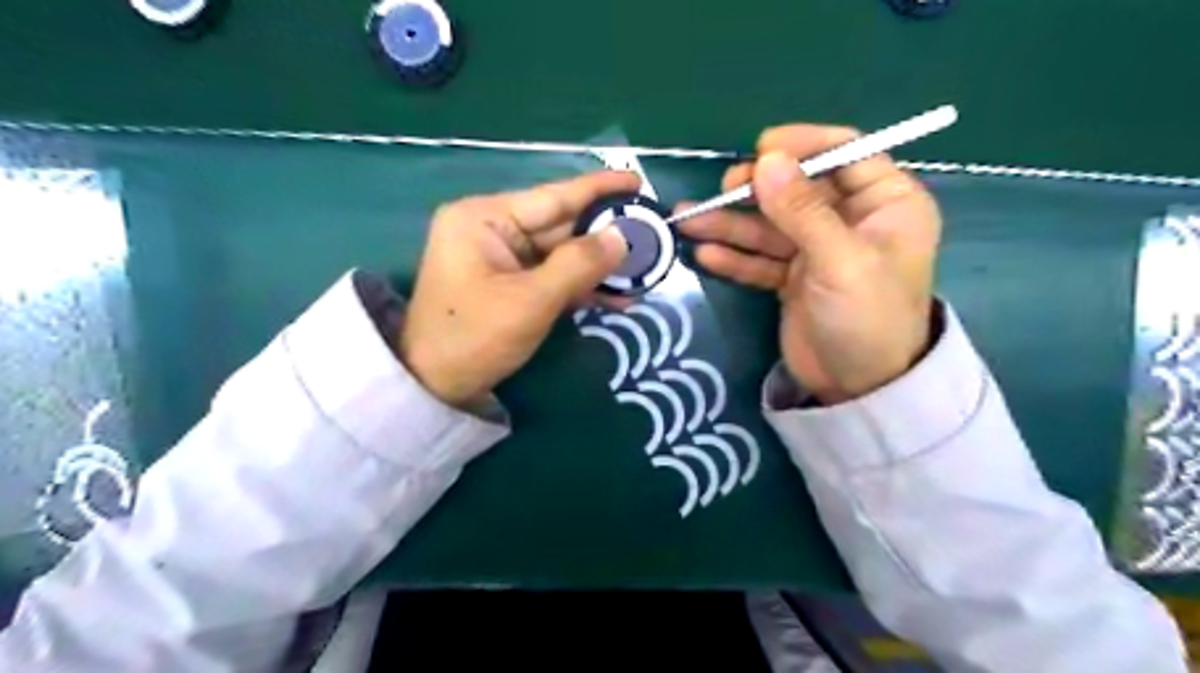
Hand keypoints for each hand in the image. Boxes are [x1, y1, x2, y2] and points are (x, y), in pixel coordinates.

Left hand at [399, 170, 637, 406]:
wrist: (434, 386)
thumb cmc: (474, 337)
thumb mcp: (530, 301)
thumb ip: (579, 265)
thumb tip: (622, 237)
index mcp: (485, 218)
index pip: (553, 196)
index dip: (598, 189)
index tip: (637, 181)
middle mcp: (492, 229)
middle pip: (560, 226)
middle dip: (605, 237)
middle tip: (652, 237)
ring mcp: (501, 258)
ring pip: (561, 254)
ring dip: (598, 267)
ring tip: (643, 272)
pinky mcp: (509, 283)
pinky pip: (552, 276)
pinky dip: (581, 286)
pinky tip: (616, 296)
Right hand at [678, 123, 940, 402]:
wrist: (860, 389)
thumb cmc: (867, 318)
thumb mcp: (839, 260)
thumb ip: (802, 210)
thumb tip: (766, 160)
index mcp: (885, 203)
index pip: (845, 154)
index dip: (802, 146)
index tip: (760, 150)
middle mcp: (851, 220)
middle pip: (798, 189)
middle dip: (757, 190)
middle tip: (722, 192)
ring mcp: (818, 251)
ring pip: (771, 226)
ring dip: (731, 224)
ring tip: (689, 222)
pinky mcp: (794, 279)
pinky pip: (761, 259)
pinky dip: (735, 257)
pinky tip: (705, 255)